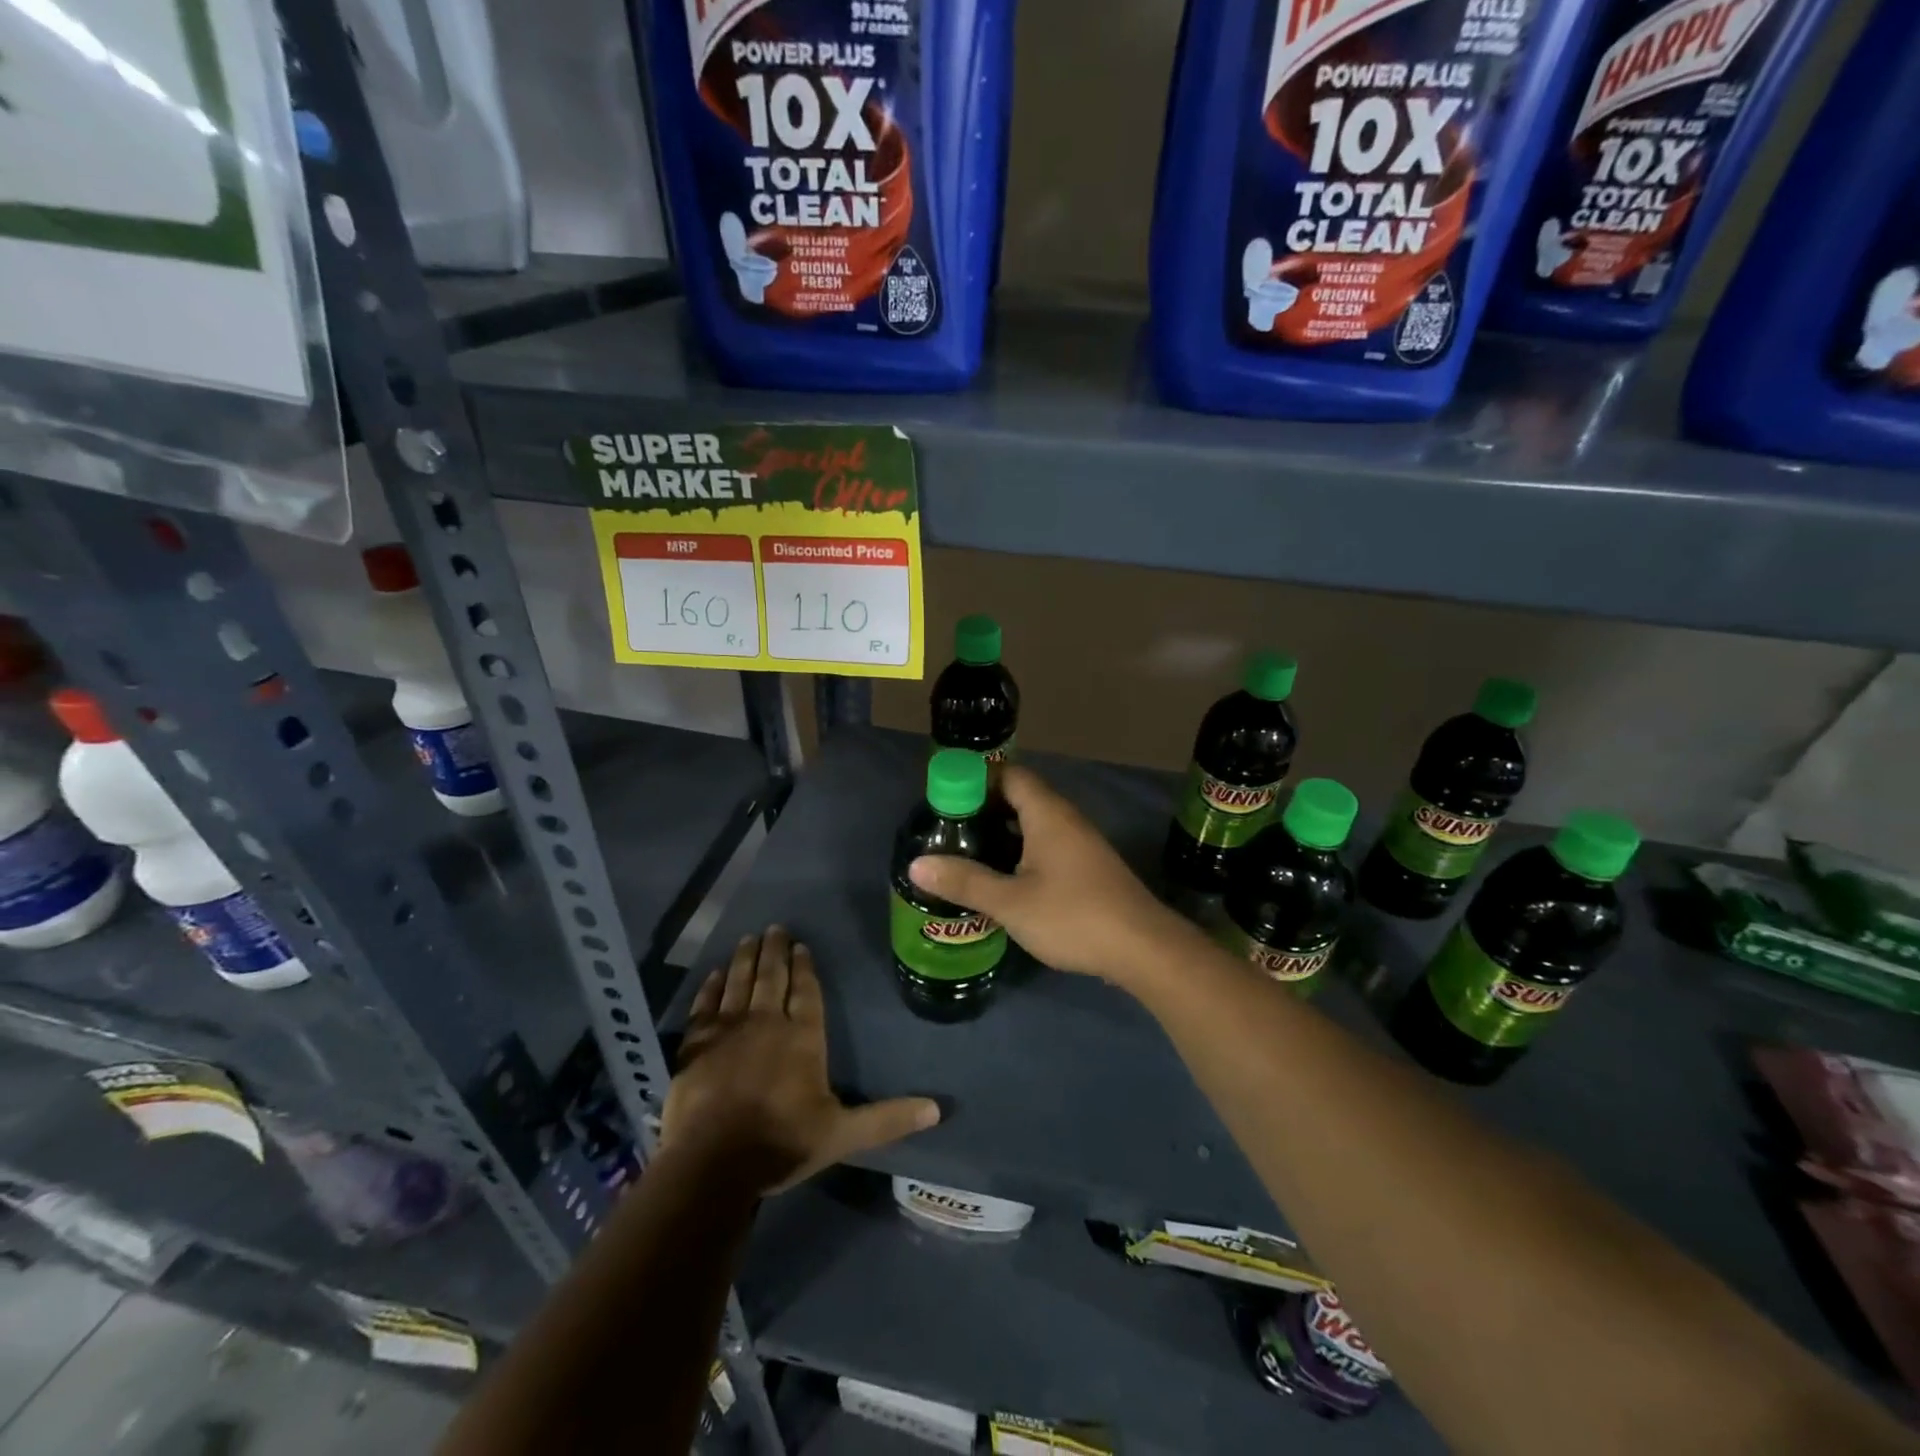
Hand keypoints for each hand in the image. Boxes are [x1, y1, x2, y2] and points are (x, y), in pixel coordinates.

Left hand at [661, 927, 939, 1193]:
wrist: (713, 1164)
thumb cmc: (782, 1144)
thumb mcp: (843, 1134)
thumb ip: (887, 1118)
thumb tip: (937, 1109)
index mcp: (802, 1037)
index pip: (806, 990)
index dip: (804, 966)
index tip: (801, 944)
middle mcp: (767, 1022)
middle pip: (772, 976)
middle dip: (775, 950)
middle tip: (775, 927)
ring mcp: (728, 1030)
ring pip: (738, 982)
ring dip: (744, 959)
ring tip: (748, 938)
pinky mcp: (695, 1044)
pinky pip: (704, 1006)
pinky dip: (710, 987)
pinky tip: (713, 974)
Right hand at [908, 764, 1191, 984]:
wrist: (1143, 949)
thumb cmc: (1073, 916)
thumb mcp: (1011, 902)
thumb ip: (965, 882)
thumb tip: (916, 865)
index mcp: (1048, 814)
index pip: (1009, 775)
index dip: (976, 781)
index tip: (945, 800)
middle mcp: (1066, 819)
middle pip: (1020, 797)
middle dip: (984, 809)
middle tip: (949, 830)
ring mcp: (1081, 843)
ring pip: (1035, 824)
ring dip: (1003, 833)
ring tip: (968, 853)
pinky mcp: (1088, 868)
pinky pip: (1047, 845)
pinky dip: (1022, 852)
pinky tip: (1004, 879)